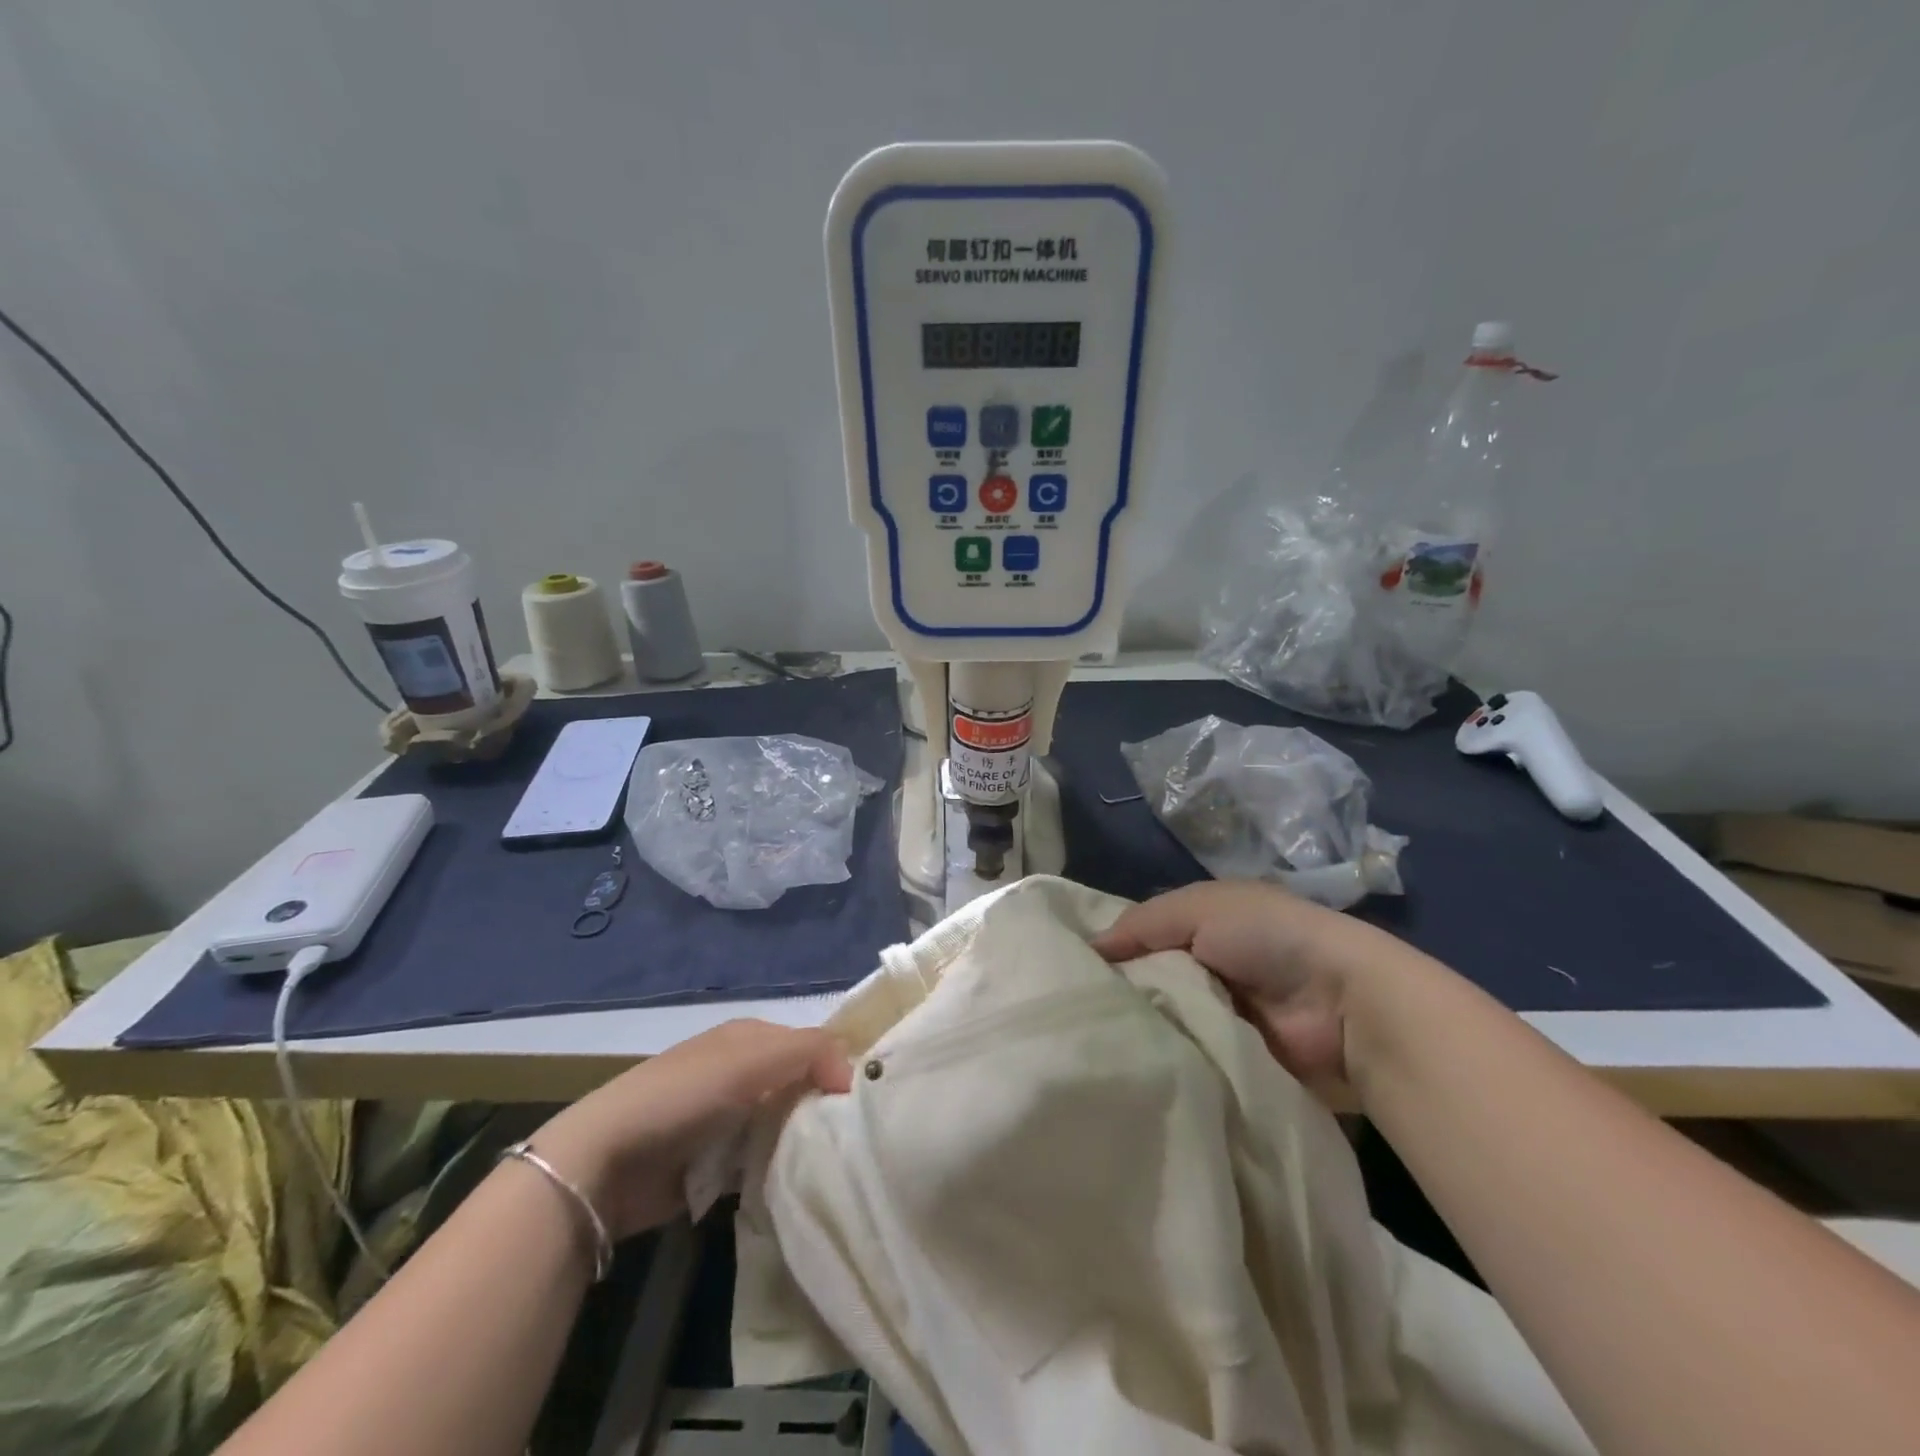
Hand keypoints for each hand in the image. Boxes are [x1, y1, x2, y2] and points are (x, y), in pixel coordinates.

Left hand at [531, 1019, 850, 1239]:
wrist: (606, 1162)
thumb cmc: (684, 1096)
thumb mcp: (752, 1059)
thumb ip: (811, 1051)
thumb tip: (853, 1073)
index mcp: (750, 1036)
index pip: (812, 1043)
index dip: (839, 1065)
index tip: (867, 1099)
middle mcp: (742, 1071)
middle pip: (800, 1085)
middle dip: (824, 1106)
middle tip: (858, 1137)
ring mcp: (728, 1118)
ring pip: (785, 1124)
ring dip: (804, 1141)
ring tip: (840, 1163)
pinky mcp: (717, 1163)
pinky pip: (763, 1161)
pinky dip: (780, 1169)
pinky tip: (802, 1183)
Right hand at [1092, 881, 1386, 1094]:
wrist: (1343, 1003)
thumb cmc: (1268, 937)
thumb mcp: (1198, 908)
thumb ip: (1141, 924)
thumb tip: (1088, 948)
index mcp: (1203, 925)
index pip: (1142, 936)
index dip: (1110, 949)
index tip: (1066, 970)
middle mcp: (1208, 968)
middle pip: (1150, 980)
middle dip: (1120, 993)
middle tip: (1072, 1014)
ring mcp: (1220, 1016)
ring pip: (1164, 1020)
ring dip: (1140, 1028)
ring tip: (1091, 1042)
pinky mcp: (1231, 1058)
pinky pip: (1186, 1055)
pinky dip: (1165, 1057)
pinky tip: (1129, 1064)